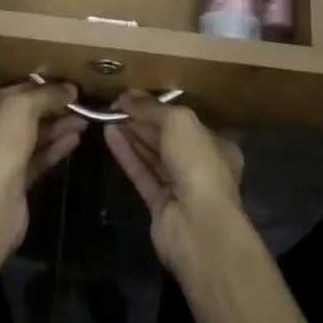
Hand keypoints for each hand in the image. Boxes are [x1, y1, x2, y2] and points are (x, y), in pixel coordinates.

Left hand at [0, 82, 84, 249]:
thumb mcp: (20, 109)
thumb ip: (45, 95)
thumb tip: (70, 89)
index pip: (8, 93)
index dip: (36, 87)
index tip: (64, 85)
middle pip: (22, 116)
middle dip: (51, 108)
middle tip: (78, 102)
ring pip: (33, 138)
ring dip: (57, 127)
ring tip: (84, 119)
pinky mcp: (16, 183)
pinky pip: (39, 158)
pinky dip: (56, 148)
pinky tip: (75, 139)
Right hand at [101, 91, 244, 268]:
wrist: (198, 226)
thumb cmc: (198, 164)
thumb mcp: (179, 122)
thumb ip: (152, 108)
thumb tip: (127, 96)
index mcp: (216, 145)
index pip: (185, 122)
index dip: (158, 107)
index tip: (132, 96)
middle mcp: (200, 166)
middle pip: (166, 138)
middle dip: (142, 120)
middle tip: (114, 104)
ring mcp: (180, 187)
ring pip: (152, 155)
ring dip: (131, 135)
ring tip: (107, 115)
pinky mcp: (159, 205)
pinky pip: (141, 173)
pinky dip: (126, 154)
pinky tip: (108, 135)